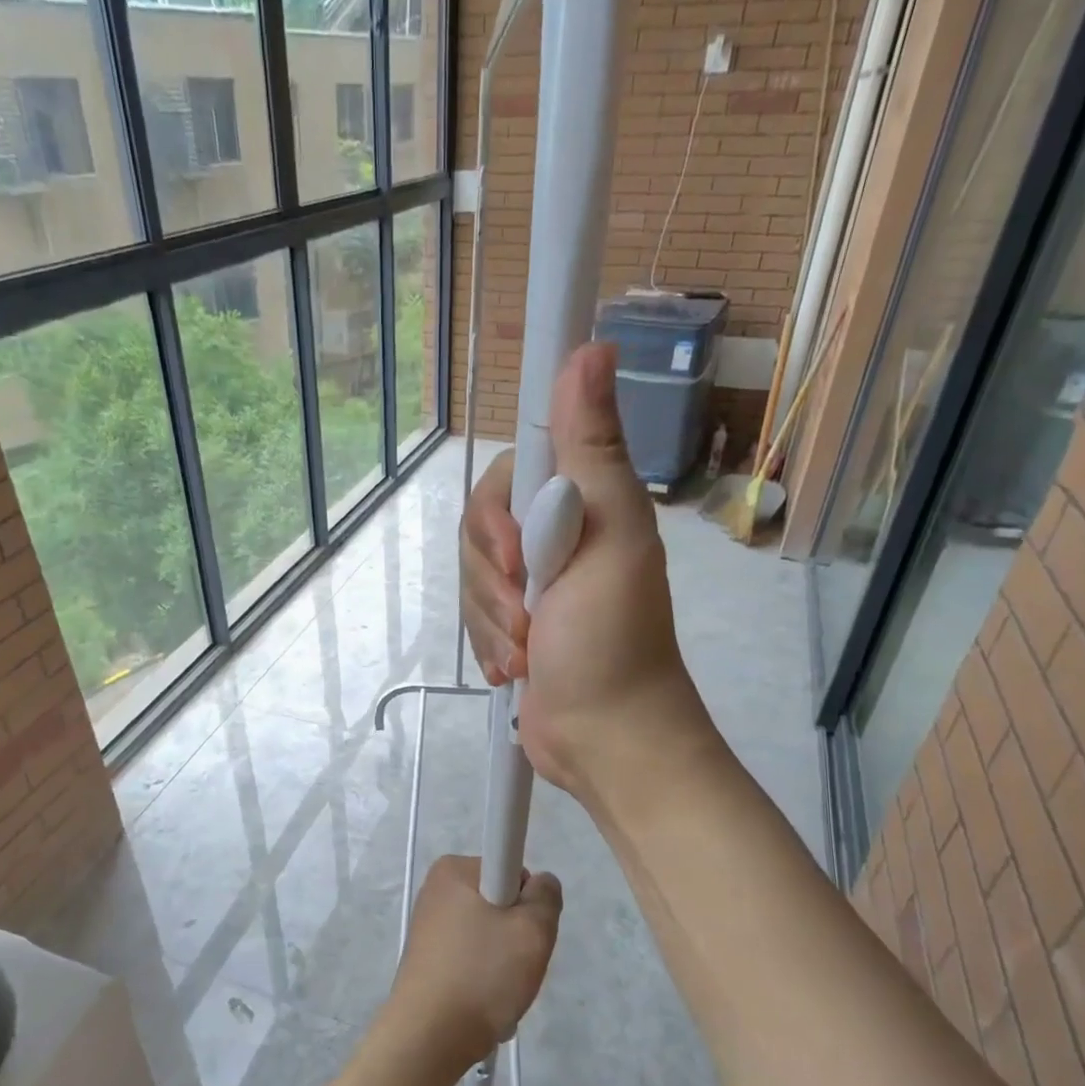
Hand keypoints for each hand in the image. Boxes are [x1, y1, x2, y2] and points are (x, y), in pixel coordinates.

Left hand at [385, 855, 561, 1071]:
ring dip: (504, 963)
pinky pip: (471, 958)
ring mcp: (428, 926)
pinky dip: (484, 978)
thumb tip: (541, 883)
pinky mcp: (427, 958)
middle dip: (516, 935)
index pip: (511, 869)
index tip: (525, 932)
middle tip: (517, 966)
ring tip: (499, 991)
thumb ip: (547, 896)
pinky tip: (484, 1003)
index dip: (528, 901)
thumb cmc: (481, 974)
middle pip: (500, 903)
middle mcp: (436, 890)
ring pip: (488, 935)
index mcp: (453, 869)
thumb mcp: (533, 930)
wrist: (428, 1038)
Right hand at [459, 343, 707, 798]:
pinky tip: (517, 668)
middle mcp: (554, 536)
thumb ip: (592, 449)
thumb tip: (591, 347)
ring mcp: (531, 586)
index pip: (509, 472)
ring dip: (493, 621)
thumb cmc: (612, 641)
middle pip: (479, 528)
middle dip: (494, 580)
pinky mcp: (513, 626)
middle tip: (530, 615)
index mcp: (581, 505)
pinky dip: (490, 644)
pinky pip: (474, 616)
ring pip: (472, 577)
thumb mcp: (609, 537)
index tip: (519, 555)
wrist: (605, 739)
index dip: (498, 513)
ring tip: (528, 652)